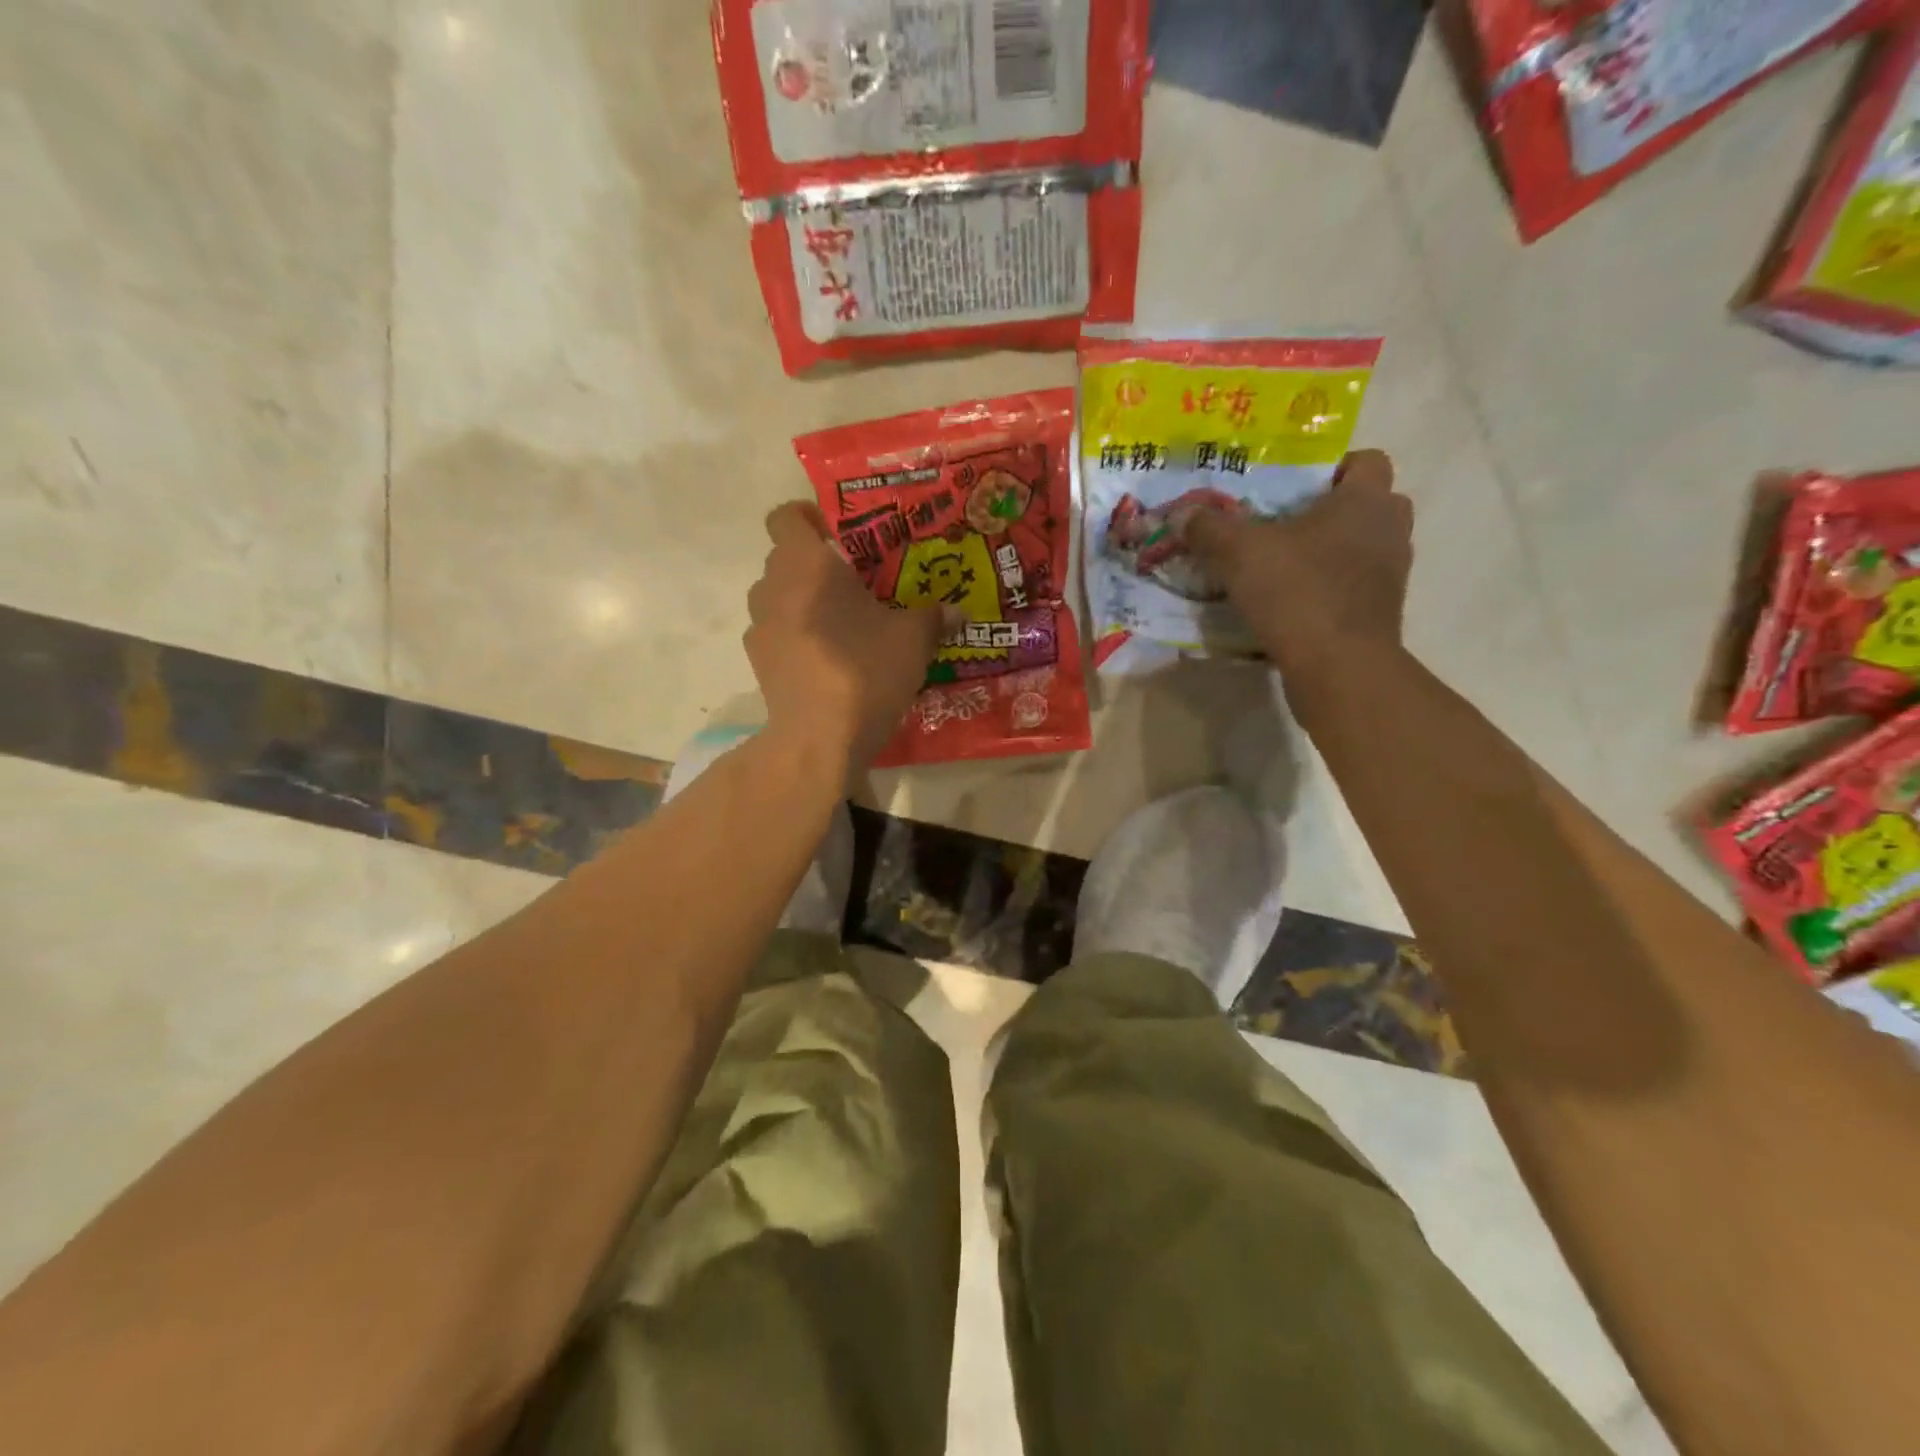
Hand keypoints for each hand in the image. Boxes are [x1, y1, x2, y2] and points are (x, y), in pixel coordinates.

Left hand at [746, 501, 953, 776]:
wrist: (819, 738)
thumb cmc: (865, 670)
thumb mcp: (912, 640)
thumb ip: (934, 617)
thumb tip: (959, 612)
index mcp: (806, 564)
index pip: (785, 516)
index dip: (808, 517)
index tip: (837, 534)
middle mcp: (772, 586)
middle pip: (784, 557)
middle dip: (816, 564)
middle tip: (855, 582)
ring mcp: (759, 626)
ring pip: (777, 596)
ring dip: (803, 600)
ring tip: (841, 623)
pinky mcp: (757, 662)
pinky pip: (776, 632)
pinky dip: (796, 636)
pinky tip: (825, 659)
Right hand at [1184, 449, 1412, 682]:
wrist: (1339, 667)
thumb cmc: (1297, 592)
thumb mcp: (1239, 553)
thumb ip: (1210, 528)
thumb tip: (1182, 514)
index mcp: (1366, 500)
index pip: (1367, 461)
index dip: (1333, 468)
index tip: (1295, 488)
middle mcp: (1390, 529)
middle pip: (1368, 505)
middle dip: (1331, 511)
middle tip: (1286, 525)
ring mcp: (1391, 574)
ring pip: (1363, 548)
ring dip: (1331, 553)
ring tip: (1285, 566)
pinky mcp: (1381, 613)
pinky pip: (1355, 587)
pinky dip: (1330, 589)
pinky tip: (1292, 603)